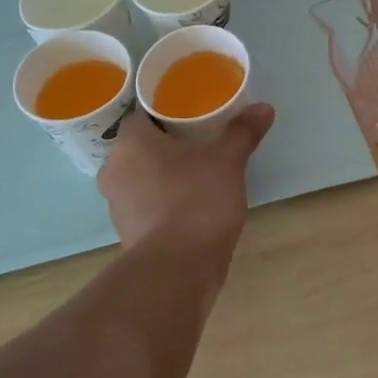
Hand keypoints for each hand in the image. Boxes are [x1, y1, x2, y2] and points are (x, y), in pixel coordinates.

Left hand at [97, 103, 275, 254]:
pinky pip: (146, 204)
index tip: (190, 111)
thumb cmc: (197, 200)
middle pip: (140, 146)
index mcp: (130, 143)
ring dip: (164, 173)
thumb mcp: (227, 160)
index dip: (165, 110)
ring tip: (198, 169)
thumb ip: (242, 132)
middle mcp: (115, 170)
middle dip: (167, 142)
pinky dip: (164, 200)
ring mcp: (117, 206)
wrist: (178, 269)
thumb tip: (263, 107)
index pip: (141, 114)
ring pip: (141, 176)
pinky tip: (191, 202)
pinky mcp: (129, 233)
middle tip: (199, 138)